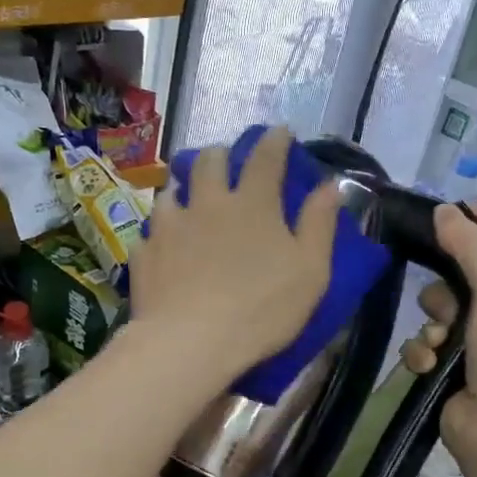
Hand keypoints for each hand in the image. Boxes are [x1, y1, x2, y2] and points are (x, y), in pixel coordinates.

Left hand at [128, 127, 338, 384]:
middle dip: (221, 155)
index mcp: (253, 204)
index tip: (279, 132)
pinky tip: (164, 245)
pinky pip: (150, 231)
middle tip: (227, 164)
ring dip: (183, 190)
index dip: (274, 141)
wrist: (190, 343)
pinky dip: (160, 232)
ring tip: (188, 201)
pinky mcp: (145, 252)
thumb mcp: (310, 272)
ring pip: (172, 191)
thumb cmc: (261, 309)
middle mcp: (208, 203)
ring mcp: (170, 226)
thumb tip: (331, 185)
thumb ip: (319, 225)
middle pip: (210, 161)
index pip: (265, 157)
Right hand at [401, 203, 476, 463]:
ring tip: (438, 344)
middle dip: (446, 291)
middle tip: (443, 303)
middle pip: (463, 282)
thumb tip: (445, 210)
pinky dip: (423, 355)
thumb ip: (472, 249)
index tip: (451, 205)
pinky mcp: (450, 374)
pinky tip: (427, 367)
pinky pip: (425, 348)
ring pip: (438, 316)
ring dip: (432, 327)